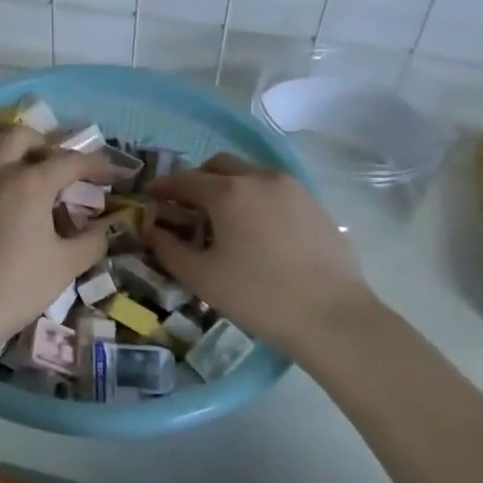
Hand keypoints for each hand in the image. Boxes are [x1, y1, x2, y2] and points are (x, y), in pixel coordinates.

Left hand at [0, 127, 111, 358]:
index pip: (71, 161)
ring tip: (9, 162)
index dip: (95, 164)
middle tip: (52, 165)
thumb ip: (91, 242)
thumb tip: (103, 227)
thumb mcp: (64, 269)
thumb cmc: (11, 291)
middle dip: (44, 145)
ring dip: (2, 145)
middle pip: (22, 137)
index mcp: (30, 183)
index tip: (109, 172)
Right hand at [147, 155, 376, 359]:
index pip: (185, 180)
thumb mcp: (202, 277)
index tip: (150, 196)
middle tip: (186, 206)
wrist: (332, 317)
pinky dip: (256, 198)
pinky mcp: (314, 204)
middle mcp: (260, 178)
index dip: (164, 187)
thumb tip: (151, 230)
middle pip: (219, 165)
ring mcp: (292, 188)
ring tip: (223, 219)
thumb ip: (168, 249)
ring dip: (228, 186)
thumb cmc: (258, 297)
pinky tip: (256, 230)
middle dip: (197, 179)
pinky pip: (274, 189)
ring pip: (250, 173)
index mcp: (228, 192)